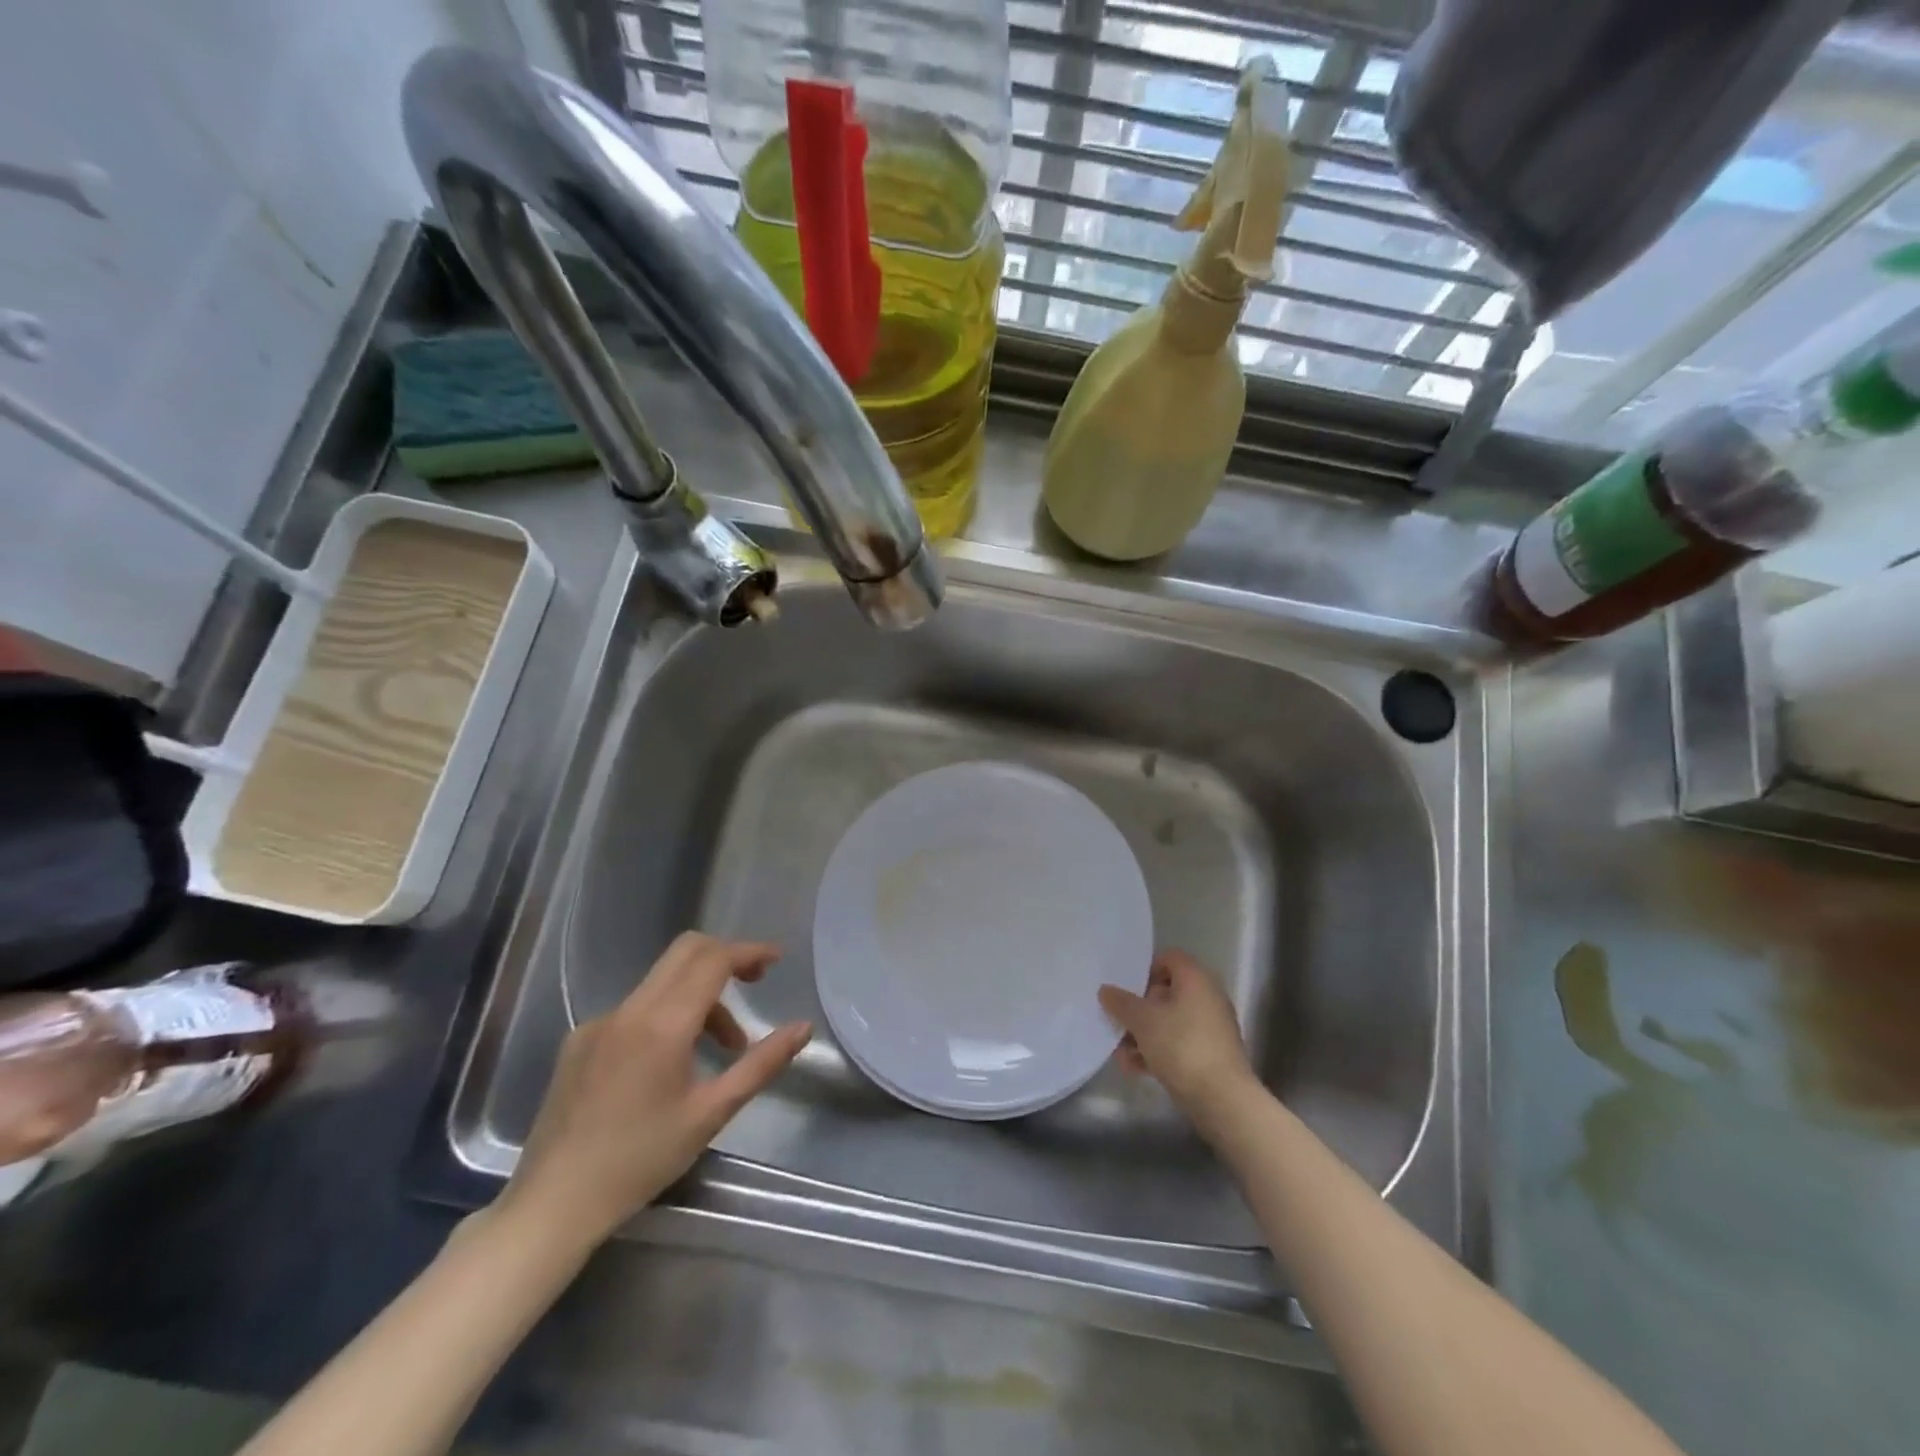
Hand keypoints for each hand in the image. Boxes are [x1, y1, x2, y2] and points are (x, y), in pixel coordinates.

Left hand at [502, 933, 810, 1247]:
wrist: (552, 1204)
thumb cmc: (640, 1160)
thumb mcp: (712, 1113)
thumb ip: (762, 1063)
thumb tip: (803, 1028)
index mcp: (663, 1024)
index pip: (713, 960)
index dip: (749, 952)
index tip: (776, 960)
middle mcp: (629, 1010)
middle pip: (686, 952)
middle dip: (725, 958)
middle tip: (754, 983)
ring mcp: (599, 1022)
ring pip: (662, 981)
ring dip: (699, 996)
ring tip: (720, 1049)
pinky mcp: (579, 1040)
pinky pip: (635, 1008)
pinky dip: (666, 1015)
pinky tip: (669, 1064)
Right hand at [1099, 950, 1258, 1128]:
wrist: (1223, 1099)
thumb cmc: (1181, 1046)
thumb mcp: (1143, 1021)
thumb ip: (1121, 1002)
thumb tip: (1106, 990)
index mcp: (1195, 979)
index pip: (1169, 958)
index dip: (1145, 968)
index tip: (1126, 987)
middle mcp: (1207, 997)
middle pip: (1167, 992)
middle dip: (1139, 1008)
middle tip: (1118, 1021)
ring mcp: (1212, 1028)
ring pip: (1170, 1021)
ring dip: (1143, 1035)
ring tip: (1121, 1053)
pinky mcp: (1211, 1055)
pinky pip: (1179, 1044)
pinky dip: (1158, 1052)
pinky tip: (1135, 1069)